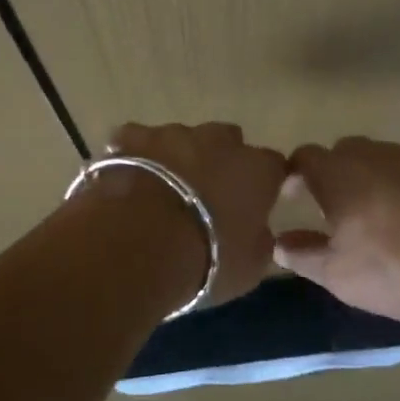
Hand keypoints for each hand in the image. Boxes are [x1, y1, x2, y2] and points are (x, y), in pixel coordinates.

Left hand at [105, 122, 288, 305]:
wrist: (137, 246)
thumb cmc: (205, 260)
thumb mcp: (249, 267)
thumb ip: (259, 240)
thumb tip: (256, 232)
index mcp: (256, 169)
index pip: (272, 166)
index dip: (263, 183)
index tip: (253, 205)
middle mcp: (218, 140)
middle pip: (226, 142)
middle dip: (219, 163)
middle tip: (204, 197)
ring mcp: (171, 133)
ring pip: (180, 139)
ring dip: (176, 159)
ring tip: (160, 194)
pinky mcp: (130, 136)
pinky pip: (136, 140)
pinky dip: (134, 156)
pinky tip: (126, 180)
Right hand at [274, 136, 399, 323]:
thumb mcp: (340, 275)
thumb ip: (304, 255)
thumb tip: (280, 243)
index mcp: (341, 172)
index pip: (304, 158)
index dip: (292, 176)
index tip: (289, 199)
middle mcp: (377, 154)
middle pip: (344, 155)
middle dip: (332, 177)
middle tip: (331, 212)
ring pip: (382, 163)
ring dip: (371, 185)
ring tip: (376, 222)